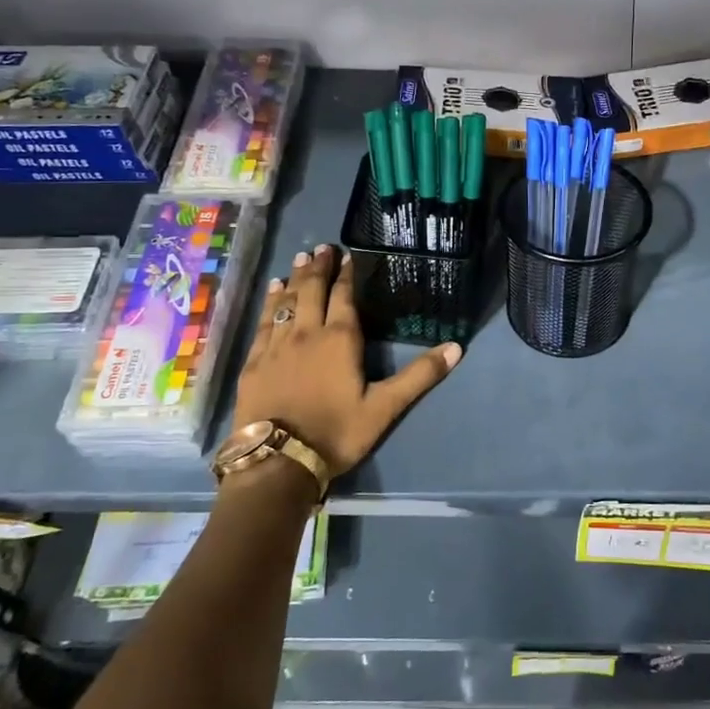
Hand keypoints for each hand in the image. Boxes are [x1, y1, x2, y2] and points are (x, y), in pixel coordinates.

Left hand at [233, 244, 460, 476]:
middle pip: (312, 291)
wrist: (278, 460)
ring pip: (286, 303)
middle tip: (322, 247)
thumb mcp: (385, 408)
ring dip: (294, 279)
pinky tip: (272, 295)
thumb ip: (419, 376)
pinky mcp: (254, 362)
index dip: (347, 275)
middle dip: (319, 268)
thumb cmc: (336, 432)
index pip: (343, 297)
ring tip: (299, 259)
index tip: (348, 255)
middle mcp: (307, 333)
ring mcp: (276, 346)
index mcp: (340, 339)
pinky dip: (270, 304)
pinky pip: (263, 324)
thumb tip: (456, 347)